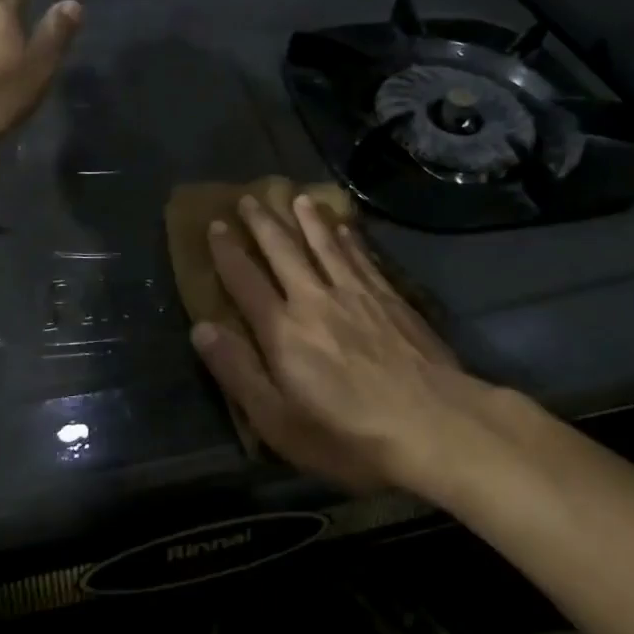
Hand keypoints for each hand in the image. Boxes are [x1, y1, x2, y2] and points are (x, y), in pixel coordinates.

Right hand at [190, 193, 502, 493]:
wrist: (432, 423)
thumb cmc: (349, 435)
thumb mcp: (279, 422)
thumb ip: (238, 373)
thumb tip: (201, 329)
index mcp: (283, 331)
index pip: (245, 281)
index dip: (227, 253)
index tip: (215, 225)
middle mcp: (314, 299)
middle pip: (283, 252)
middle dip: (263, 224)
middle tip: (249, 198)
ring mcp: (356, 293)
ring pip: (325, 244)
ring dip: (307, 219)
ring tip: (297, 198)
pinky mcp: (389, 297)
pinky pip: (361, 256)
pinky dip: (348, 238)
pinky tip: (345, 227)